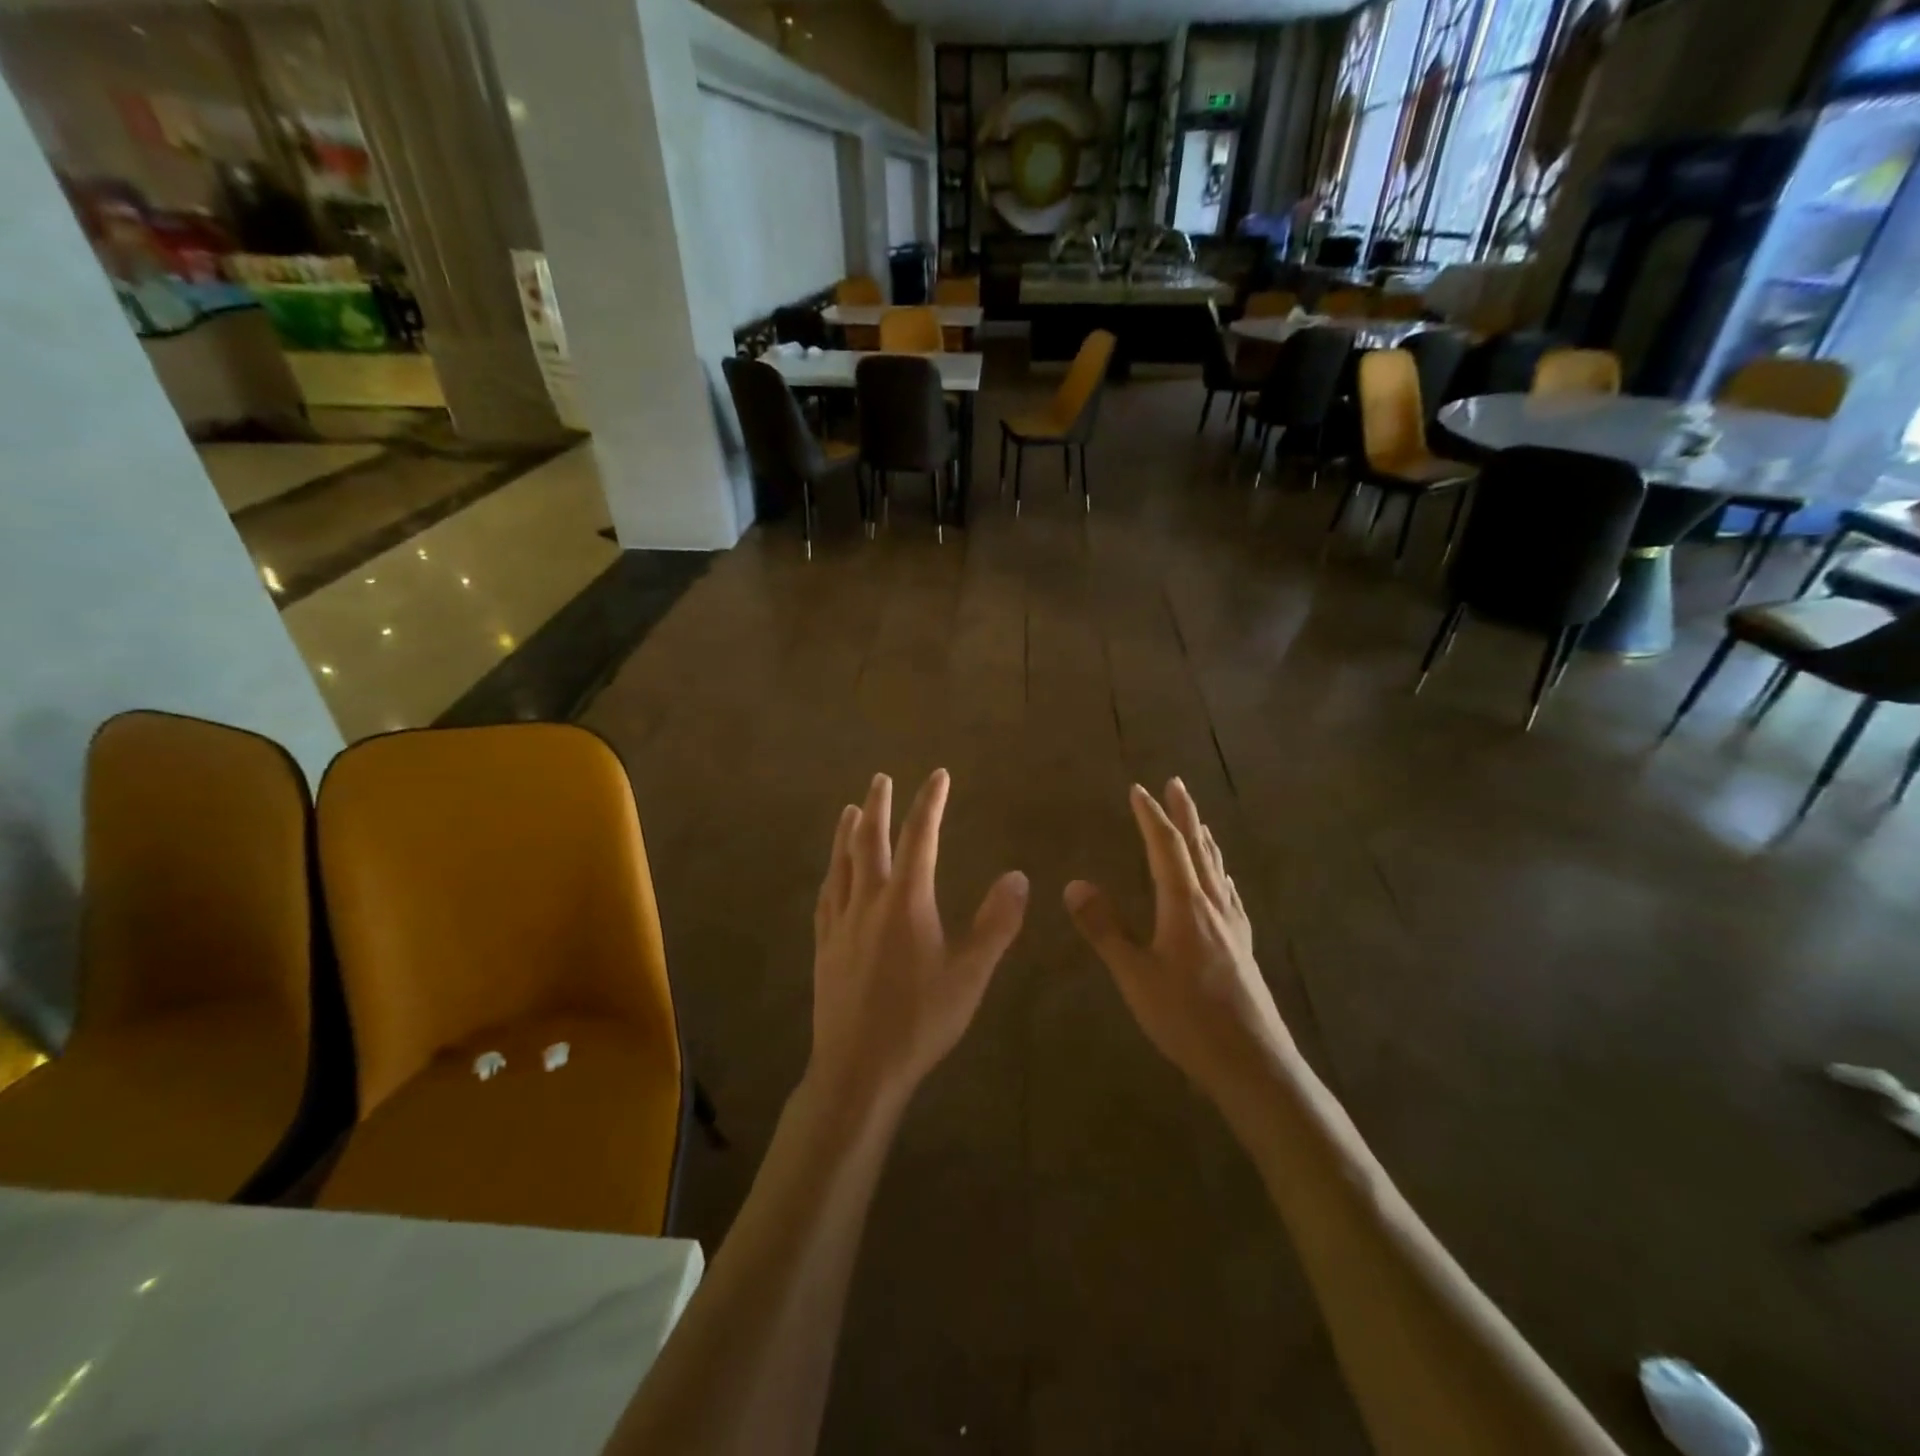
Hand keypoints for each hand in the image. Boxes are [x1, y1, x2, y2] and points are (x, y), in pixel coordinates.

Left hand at [809, 770, 1028, 1116]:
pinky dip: (832, 873)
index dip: (930, 803)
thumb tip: (1018, 877)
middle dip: (880, 806)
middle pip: (871, 841)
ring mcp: (840, 922)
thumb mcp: (970, 974)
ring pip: (842, 863)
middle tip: (881, 778)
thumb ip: (997, 924)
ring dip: (847, 832)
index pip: (920, 838)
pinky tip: (832, 873)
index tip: (938, 776)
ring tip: (851, 809)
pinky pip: (826, 895)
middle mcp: (868, 901)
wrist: (858, 1068)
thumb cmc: (920, 1020)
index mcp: (906, 901)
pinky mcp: (824, 946)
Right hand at [1065, 779, 1292, 1108]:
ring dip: (1204, 839)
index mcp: (1184, 906)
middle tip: (1176, 783)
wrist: (1254, 1064)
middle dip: (1185, 814)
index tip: (1138, 789)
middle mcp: (1212, 906)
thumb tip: (1074, 884)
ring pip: (1216, 870)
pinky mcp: (1243, 948)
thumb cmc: (1187, 1019)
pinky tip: (1223, 883)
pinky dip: (1220, 874)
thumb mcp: (1135, 975)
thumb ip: (1104, 929)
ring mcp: (1232, 927)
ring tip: (1198, 822)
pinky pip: (1229, 895)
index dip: (1150, 817)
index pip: (1166, 848)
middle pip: (1198, 849)